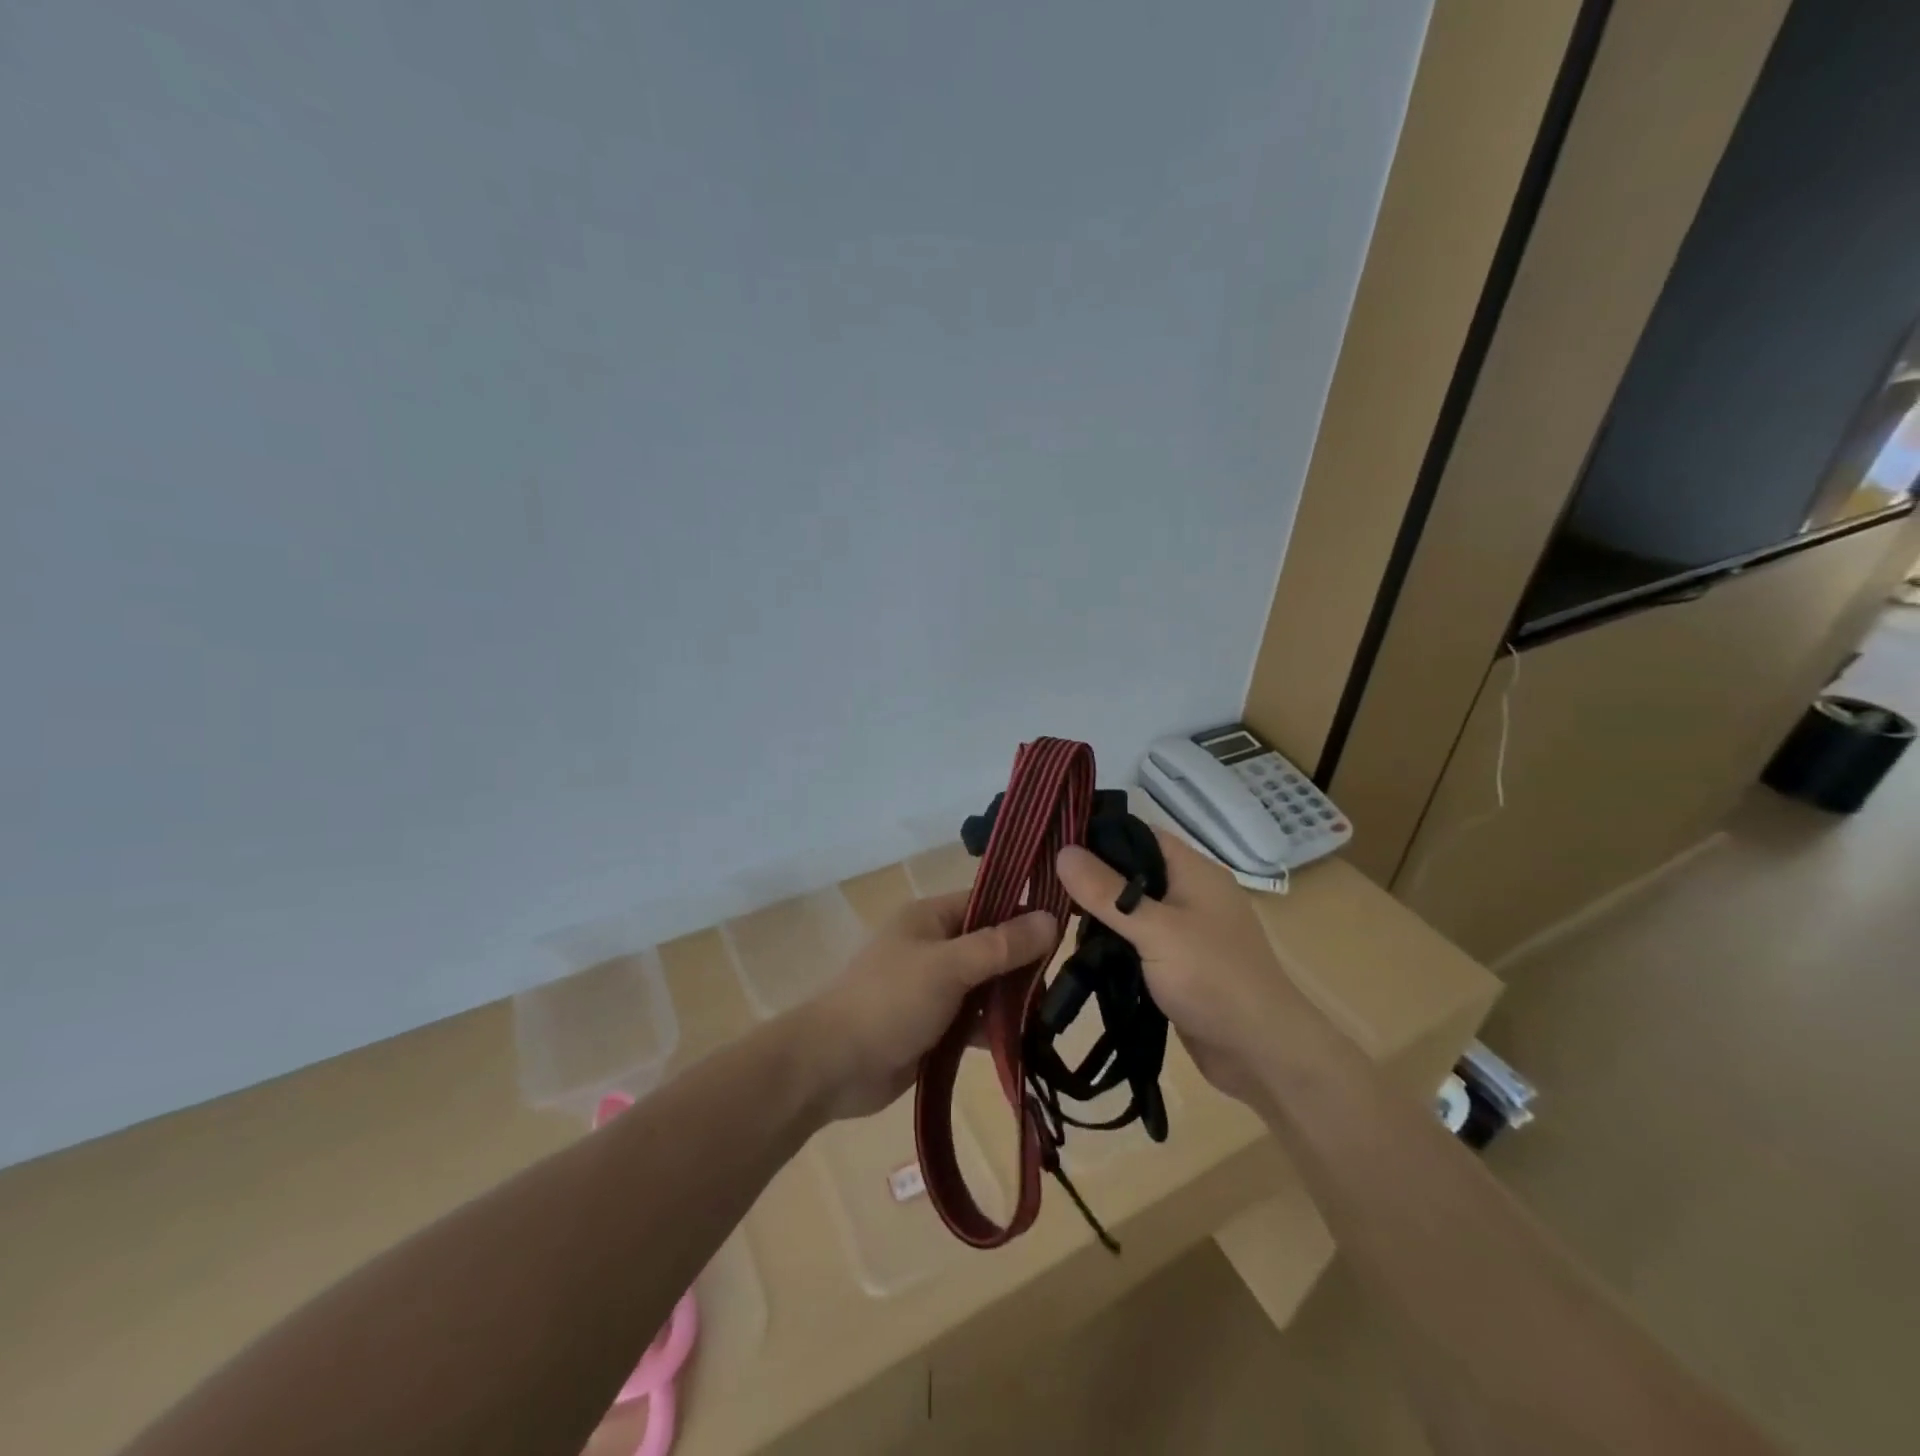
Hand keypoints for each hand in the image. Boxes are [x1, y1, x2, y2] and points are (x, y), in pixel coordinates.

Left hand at [796, 893, 1057, 1120]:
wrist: (832, 1066)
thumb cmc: (889, 1001)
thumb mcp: (948, 967)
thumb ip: (1000, 945)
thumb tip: (1051, 919)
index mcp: (931, 918)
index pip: (988, 902)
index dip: (1024, 912)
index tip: (1068, 928)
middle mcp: (934, 946)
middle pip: (990, 945)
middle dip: (1023, 962)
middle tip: (1066, 979)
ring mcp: (933, 987)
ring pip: (985, 985)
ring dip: (1012, 999)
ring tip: (1055, 1012)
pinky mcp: (934, 1026)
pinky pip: (974, 1020)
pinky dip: (995, 1028)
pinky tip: (1027, 1042)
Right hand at [1055, 830, 1314, 1104]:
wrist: (1263, 1054)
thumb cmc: (1213, 979)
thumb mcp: (1155, 930)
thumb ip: (1107, 892)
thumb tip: (1062, 851)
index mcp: (1193, 871)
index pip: (1139, 833)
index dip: (1098, 834)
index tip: (1053, 843)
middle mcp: (1191, 893)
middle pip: (1132, 871)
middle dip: (1092, 879)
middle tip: (1044, 885)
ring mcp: (1186, 930)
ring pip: (1132, 909)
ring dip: (1100, 916)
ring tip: (1052, 917)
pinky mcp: (1179, 964)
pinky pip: (1138, 942)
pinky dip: (1114, 944)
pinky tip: (1081, 951)